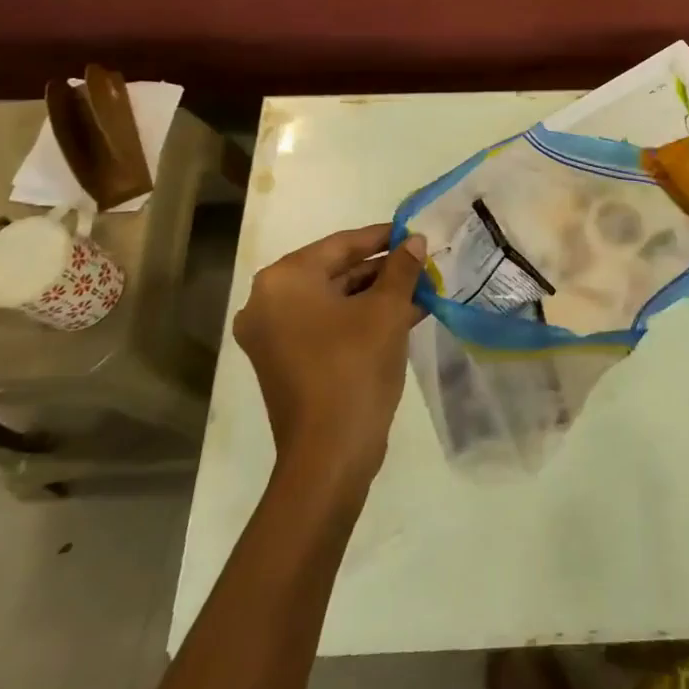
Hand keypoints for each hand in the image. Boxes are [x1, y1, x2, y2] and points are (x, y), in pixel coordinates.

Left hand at [232, 224, 426, 495]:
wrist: (329, 455)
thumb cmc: (355, 368)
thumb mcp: (387, 311)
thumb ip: (401, 268)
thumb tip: (414, 240)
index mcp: (284, 281)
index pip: (340, 244)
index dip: (382, 237)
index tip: (414, 233)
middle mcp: (267, 302)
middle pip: (334, 271)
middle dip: (381, 269)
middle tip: (421, 264)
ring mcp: (272, 335)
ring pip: (333, 300)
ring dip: (375, 295)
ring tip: (420, 290)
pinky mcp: (284, 361)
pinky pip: (326, 325)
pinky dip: (359, 319)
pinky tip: (402, 316)